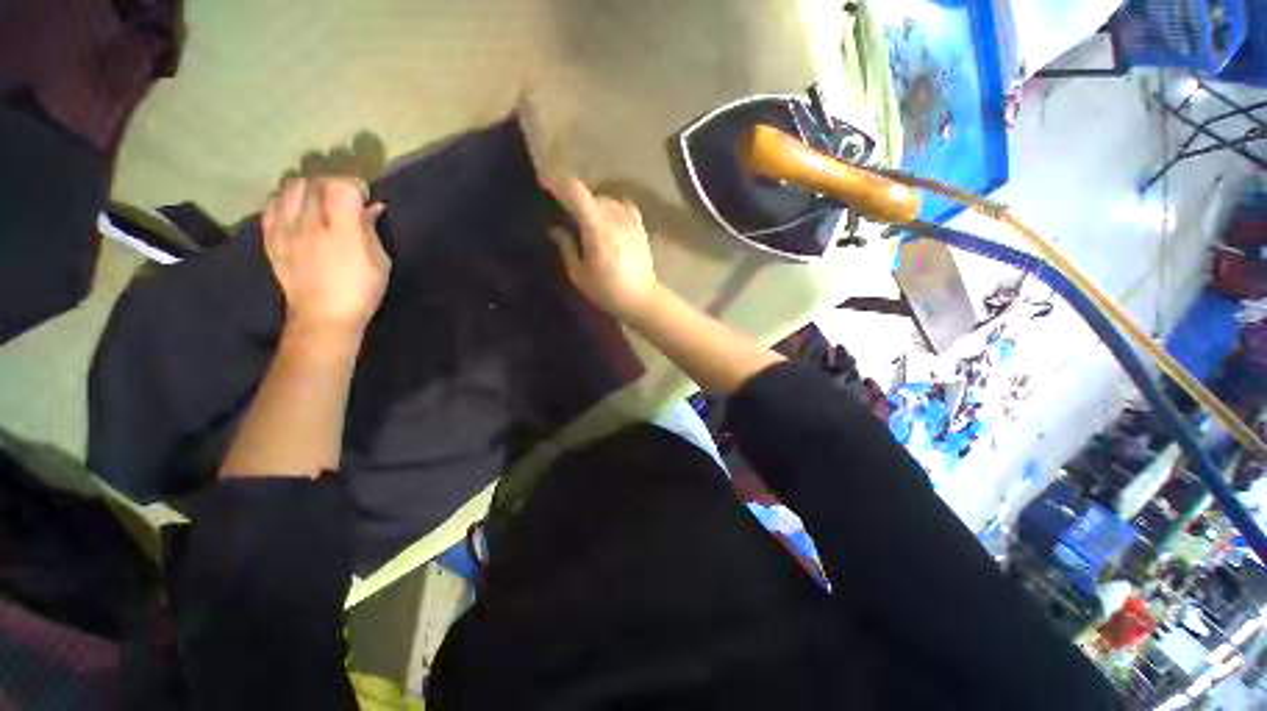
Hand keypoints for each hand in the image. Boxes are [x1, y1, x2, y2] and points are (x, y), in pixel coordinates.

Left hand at [263, 177, 389, 336]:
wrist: (322, 317)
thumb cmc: (361, 291)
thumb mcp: (380, 262)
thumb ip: (371, 230)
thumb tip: (371, 208)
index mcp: (342, 231)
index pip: (342, 186)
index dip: (355, 185)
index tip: (364, 196)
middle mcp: (309, 223)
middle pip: (315, 182)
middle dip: (332, 183)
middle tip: (343, 197)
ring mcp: (285, 229)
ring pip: (290, 188)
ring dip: (308, 188)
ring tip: (319, 201)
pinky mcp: (271, 237)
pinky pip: (273, 204)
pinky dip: (286, 200)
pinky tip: (297, 210)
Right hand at [545, 176, 659, 320]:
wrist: (641, 298)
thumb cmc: (607, 291)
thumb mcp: (579, 275)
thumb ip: (566, 248)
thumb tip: (555, 229)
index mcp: (597, 229)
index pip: (577, 192)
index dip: (558, 182)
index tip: (543, 182)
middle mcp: (615, 218)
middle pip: (590, 194)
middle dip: (573, 197)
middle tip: (562, 209)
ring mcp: (630, 220)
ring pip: (606, 198)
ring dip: (592, 203)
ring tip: (584, 217)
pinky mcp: (640, 226)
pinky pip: (623, 205)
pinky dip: (611, 206)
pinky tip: (607, 217)